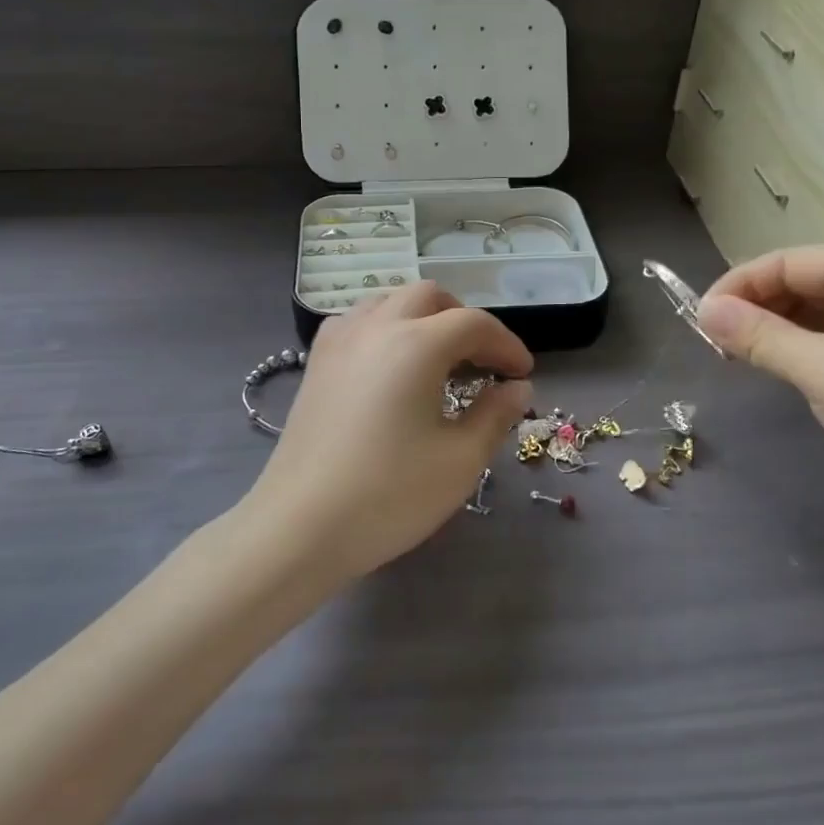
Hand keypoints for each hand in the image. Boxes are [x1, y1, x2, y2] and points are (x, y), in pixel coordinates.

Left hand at [243, 283, 533, 582]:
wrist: (300, 526)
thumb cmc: (388, 495)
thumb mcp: (459, 460)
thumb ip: (495, 415)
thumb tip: (517, 388)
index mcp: (416, 344)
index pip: (474, 324)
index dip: (506, 345)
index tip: (523, 374)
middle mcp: (376, 327)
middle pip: (429, 297)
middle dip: (464, 321)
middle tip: (483, 362)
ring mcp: (339, 341)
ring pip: (389, 301)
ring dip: (423, 318)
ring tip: (439, 359)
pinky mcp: (316, 363)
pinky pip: (358, 322)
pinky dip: (386, 328)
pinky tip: (391, 367)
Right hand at [697, 247, 823, 557]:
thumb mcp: (820, 370)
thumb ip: (758, 336)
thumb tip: (705, 310)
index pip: (787, 261)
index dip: (737, 286)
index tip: (698, 322)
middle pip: (803, 283)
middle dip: (756, 308)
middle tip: (715, 346)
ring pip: (819, 315)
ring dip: (777, 332)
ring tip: (741, 361)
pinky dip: (805, 352)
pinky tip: (785, 373)